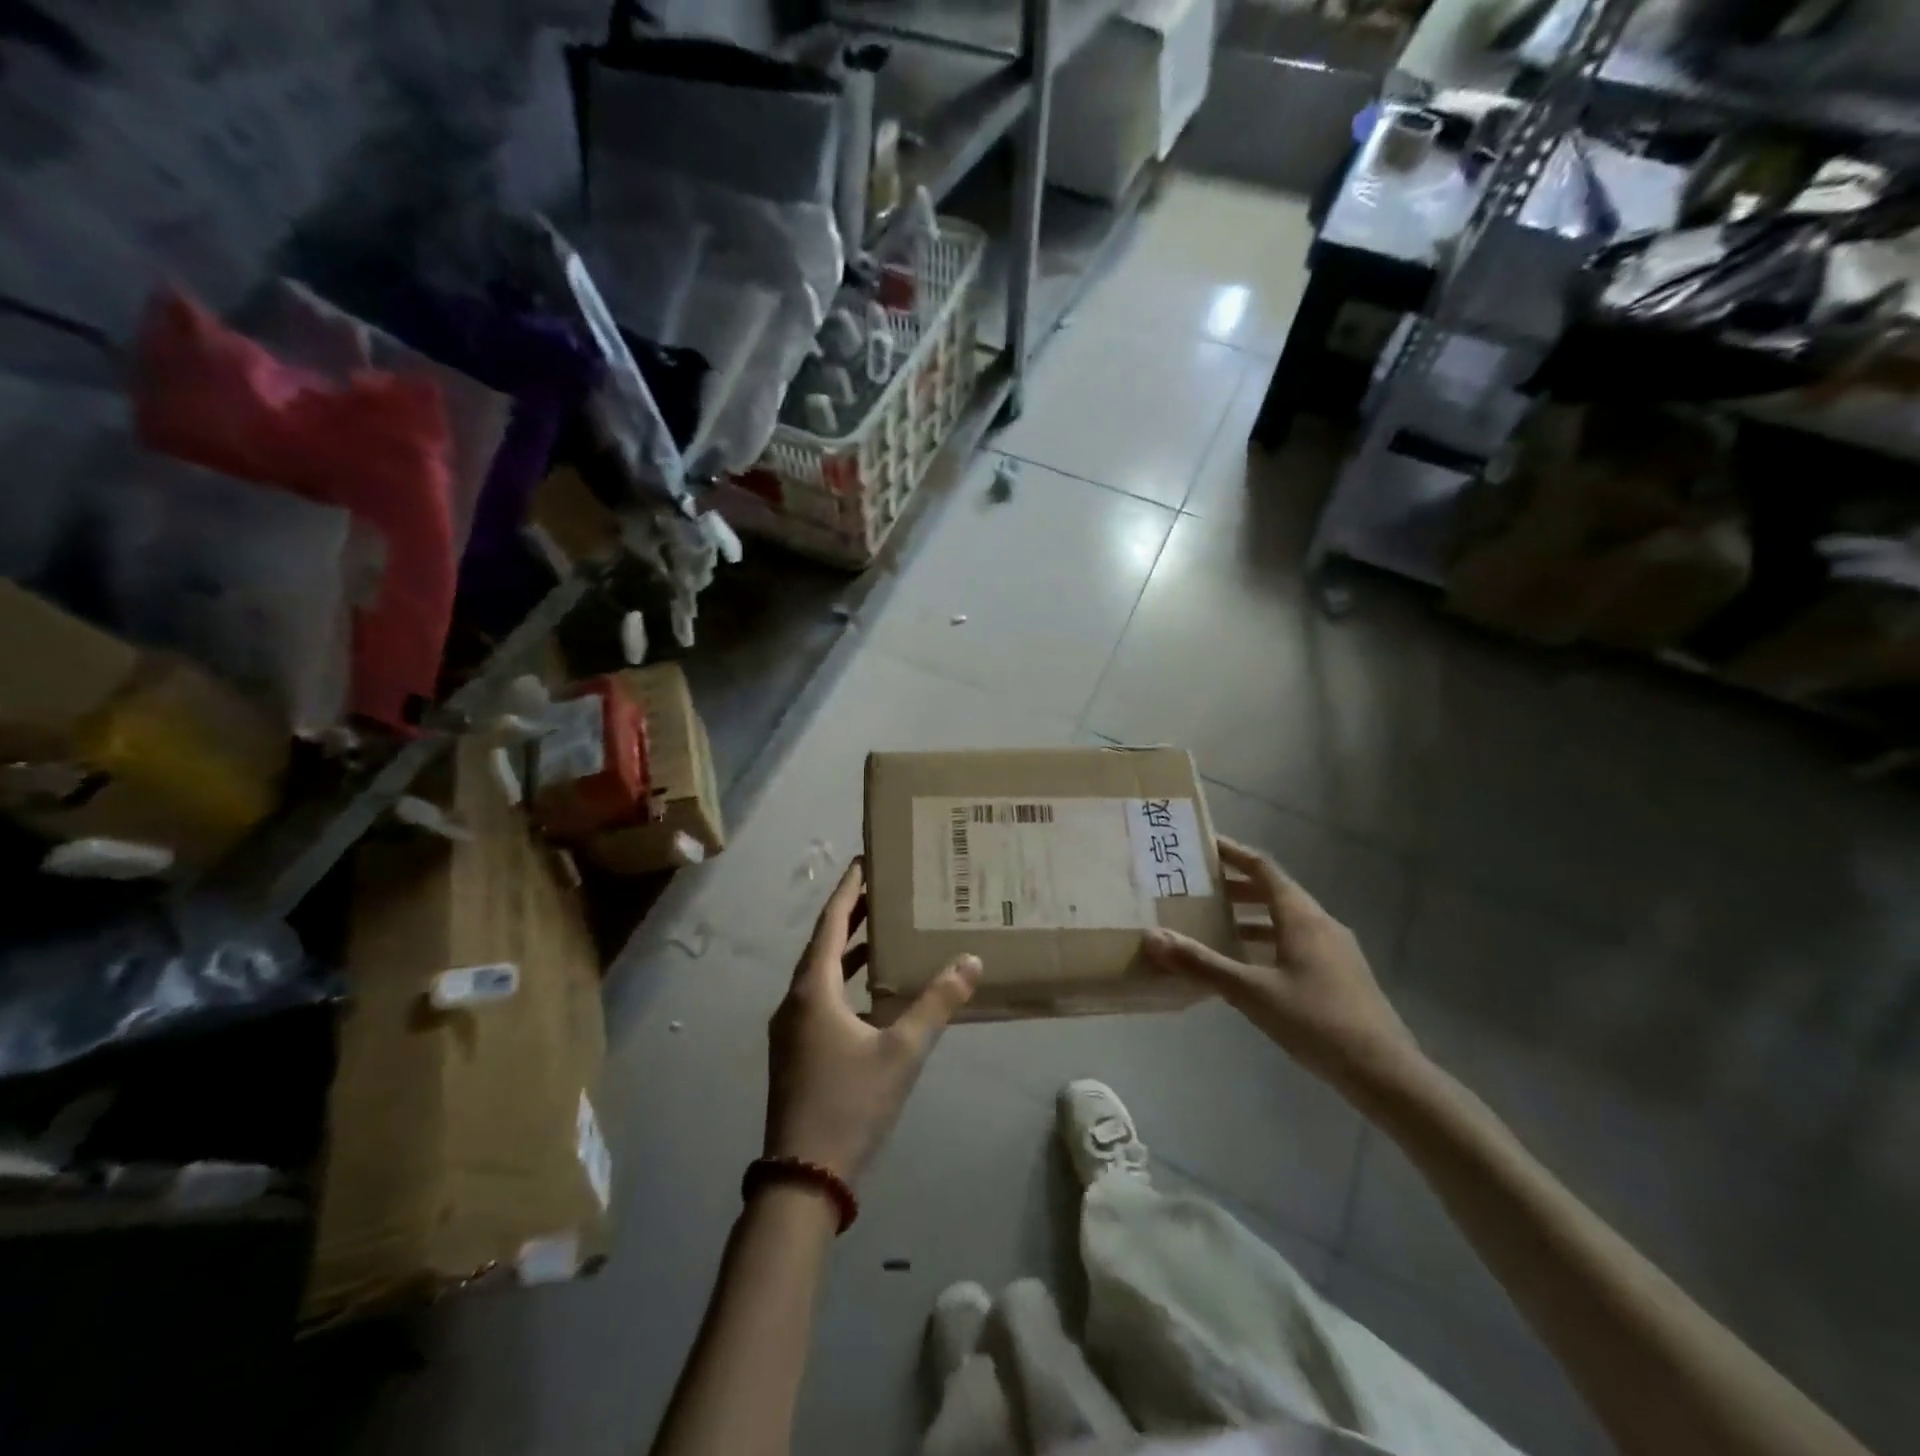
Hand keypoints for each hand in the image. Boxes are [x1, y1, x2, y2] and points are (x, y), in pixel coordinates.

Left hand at [765, 859, 980, 1183]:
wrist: (802, 1178)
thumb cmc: (850, 1104)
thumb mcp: (902, 1051)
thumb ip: (936, 1004)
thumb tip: (970, 961)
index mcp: (813, 990)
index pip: (831, 923)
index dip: (848, 890)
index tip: (864, 860)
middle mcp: (795, 1000)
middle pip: (823, 944)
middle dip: (851, 915)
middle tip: (883, 889)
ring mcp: (791, 1028)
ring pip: (821, 973)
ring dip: (849, 950)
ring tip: (883, 932)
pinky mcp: (795, 1051)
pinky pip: (820, 998)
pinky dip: (845, 982)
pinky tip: (872, 993)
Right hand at [1142, 837, 1421, 1094]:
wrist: (1384, 1071)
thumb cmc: (1315, 1021)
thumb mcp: (1250, 993)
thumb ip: (1201, 964)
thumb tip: (1152, 936)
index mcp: (1301, 917)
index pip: (1263, 868)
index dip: (1233, 853)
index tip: (1203, 845)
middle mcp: (1321, 923)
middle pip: (1275, 891)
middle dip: (1237, 886)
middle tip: (1199, 886)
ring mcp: (1336, 949)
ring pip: (1287, 918)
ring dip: (1252, 915)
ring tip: (1216, 923)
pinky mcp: (1341, 974)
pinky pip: (1298, 941)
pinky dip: (1269, 939)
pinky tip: (1250, 964)